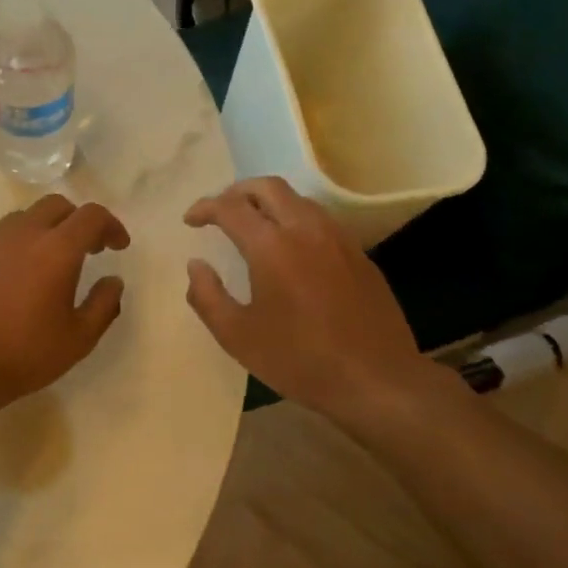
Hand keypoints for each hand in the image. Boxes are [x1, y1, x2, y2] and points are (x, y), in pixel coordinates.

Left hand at [0, 195, 129, 414]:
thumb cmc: (22, 354)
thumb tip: (113, 282)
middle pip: (55, 205)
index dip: (111, 225)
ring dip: (42, 230)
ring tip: (45, 262)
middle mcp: (21, 234)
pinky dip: (11, 249)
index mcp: (56, 249)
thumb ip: (103, 305)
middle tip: (86, 248)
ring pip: (21, 219)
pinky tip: (8, 280)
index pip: (91, 216)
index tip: (118, 245)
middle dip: (76, 220)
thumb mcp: (78, 339)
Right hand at [184, 178, 453, 420]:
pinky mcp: (359, 254)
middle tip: (220, 211)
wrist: (376, 380)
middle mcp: (306, 229)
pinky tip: (291, 248)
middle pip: (268, 187)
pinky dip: (295, 219)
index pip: (230, 207)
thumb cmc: (299, 360)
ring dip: (269, 202)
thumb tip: (196, 265)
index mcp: (271, 246)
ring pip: (298, 199)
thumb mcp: (237, 336)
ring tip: (253, 225)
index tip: (191, 220)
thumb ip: (207, 296)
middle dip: (237, 191)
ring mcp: (338, 239)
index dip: (205, 208)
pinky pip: (321, 220)